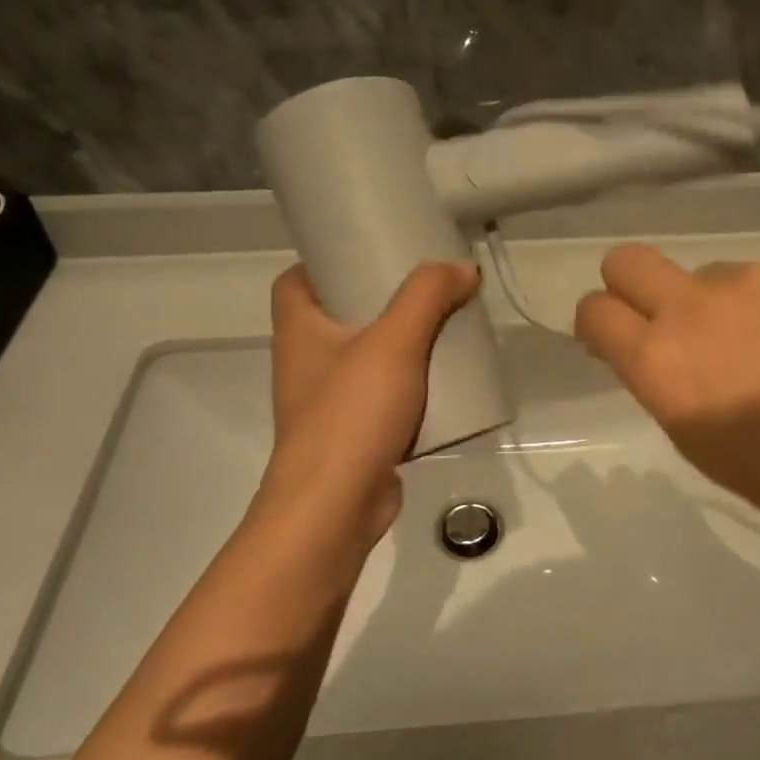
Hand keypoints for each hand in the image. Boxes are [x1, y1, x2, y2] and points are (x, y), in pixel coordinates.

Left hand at [260, 262, 480, 544]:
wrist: (335, 508)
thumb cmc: (351, 414)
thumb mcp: (394, 342)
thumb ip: (427, 296)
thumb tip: (463, 268)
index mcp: (298, 330)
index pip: (296, 280)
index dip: (327, 261)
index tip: (371, 252)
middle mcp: (305, 362)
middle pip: (339, 315)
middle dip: (381, 302)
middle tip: (425, 288)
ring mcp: (328, 402)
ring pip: (366, 358)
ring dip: (401, 346)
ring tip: (443, 328)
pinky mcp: (353, 434)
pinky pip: (383, 397)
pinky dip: (410, 387)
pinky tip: (445, 383)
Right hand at [574, 246, 759, 546]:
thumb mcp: (694, 439)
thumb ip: (659, 380)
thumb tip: (650, 348)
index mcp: (659, 359)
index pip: (593, 310)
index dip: (598, 325)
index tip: (616, 341)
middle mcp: (695, 305)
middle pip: (626, 261)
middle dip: (631, 288)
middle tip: (666, 324)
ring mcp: (753, 277)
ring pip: (708, 274)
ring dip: (719, 305)